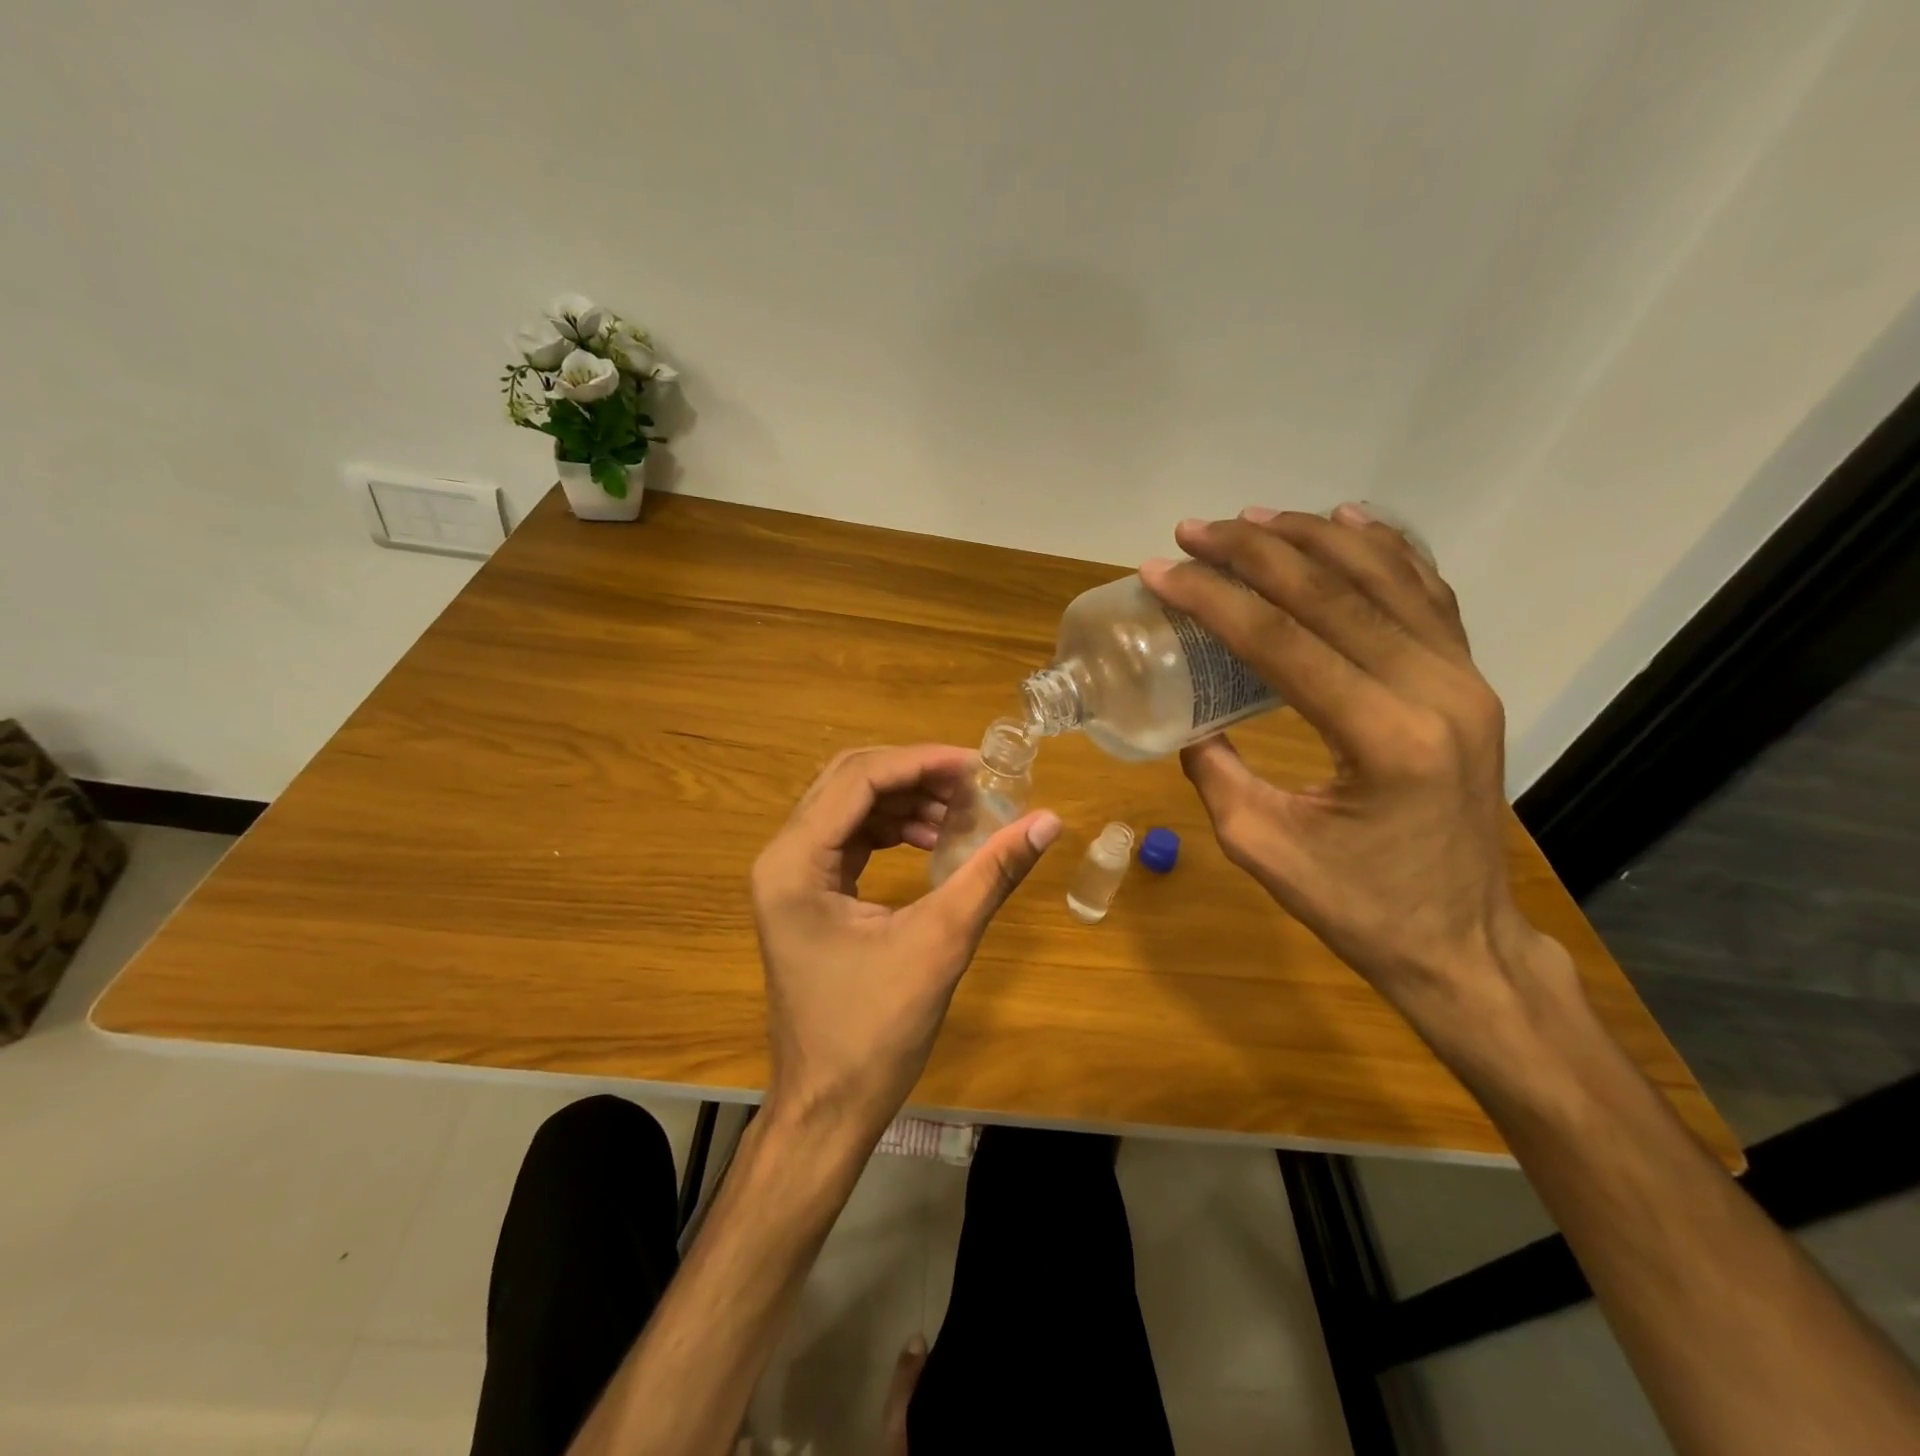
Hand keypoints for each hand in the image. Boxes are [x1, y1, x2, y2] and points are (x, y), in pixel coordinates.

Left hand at [750, 745, 1061, 1146]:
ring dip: (906, 802)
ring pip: (850, 806)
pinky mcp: (808, 894)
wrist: (828, 1107)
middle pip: (849, 782)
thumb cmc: (874, 1033)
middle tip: (973, 785)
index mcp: (795, 863)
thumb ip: (991, 874)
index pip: (858, 779)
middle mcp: (782, 857)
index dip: (921, 763)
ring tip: (963, 815)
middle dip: (914, 776)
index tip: (977, 766)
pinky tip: (935, 843)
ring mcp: (790, 876)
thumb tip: (1048, 821)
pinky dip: (894, 830)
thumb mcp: (940, 943)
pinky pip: (851, 838)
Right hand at [1140, 504, 1573, 1053]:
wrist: (1461, 942)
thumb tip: (1186, 717)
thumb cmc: (1358, 907)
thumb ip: (1216, 771)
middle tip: (1196, 530)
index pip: (1284, 642)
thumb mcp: (1262, 847)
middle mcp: (1436, 692)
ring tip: (1254, 517)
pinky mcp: (1470, 683)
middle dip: (1255, 553)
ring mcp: (1464, 681)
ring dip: (1314, 539)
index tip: (1163, 570)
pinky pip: (1427, 596)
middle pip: (1335, 595)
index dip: (1215, 600)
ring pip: (1386, 580)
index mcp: (1384, 739)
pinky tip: (1351, 520)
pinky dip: (1386, 550)